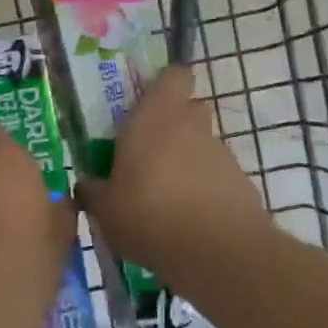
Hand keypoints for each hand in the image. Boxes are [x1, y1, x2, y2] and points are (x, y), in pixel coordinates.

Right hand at [76, 65, 268, 285]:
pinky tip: (189, 220)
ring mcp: (220, 152)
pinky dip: (205, 190)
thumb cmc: (149, 215)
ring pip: (201, 144)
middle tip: (148, 153)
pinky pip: (216, 176)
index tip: (148, 102)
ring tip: (166, 198)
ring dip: (187, 161)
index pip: (173, 76)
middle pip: (188, 109)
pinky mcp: (241, 181)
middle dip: (172, 125)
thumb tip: (86, 185)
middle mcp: (191, 124)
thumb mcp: (106, 210)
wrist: (218, 252)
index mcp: (155, 116)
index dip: (165, 85)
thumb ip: (94, 192)